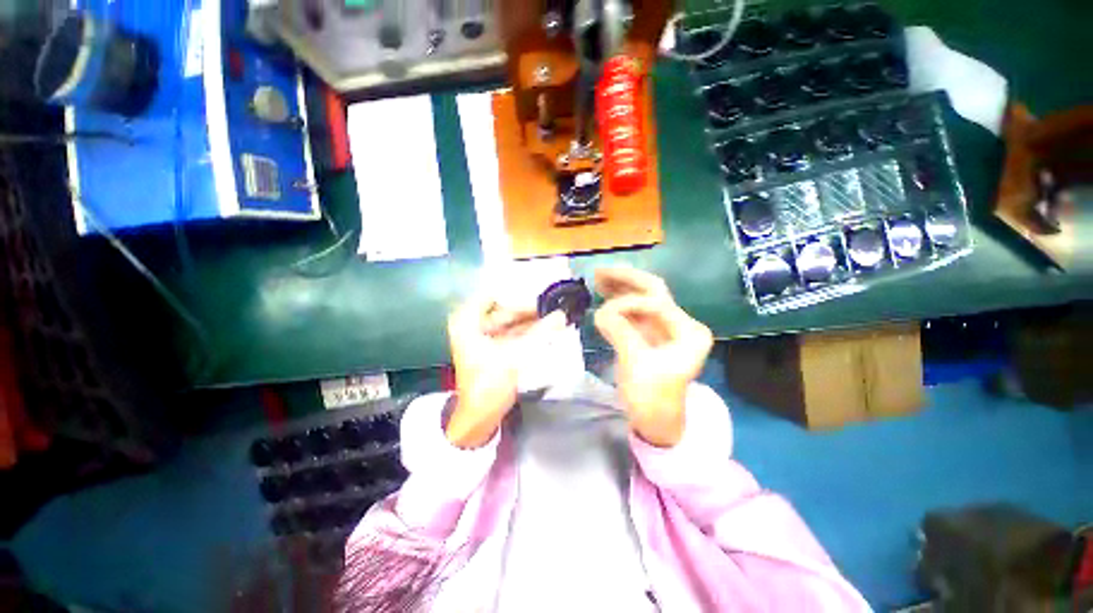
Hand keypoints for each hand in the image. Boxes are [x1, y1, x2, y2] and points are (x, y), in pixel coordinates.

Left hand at [446, 298, 564, 447]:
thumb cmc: (489, 383)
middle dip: (529, 310)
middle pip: (505, 310)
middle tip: (554, 307)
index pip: (493, 295)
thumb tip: (562, 315)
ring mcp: (484, 338)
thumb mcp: (515, 355)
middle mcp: (473, 325)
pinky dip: (529, 332)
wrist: (479, 417)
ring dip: (532, 321)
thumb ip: (540, 333)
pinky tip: (547, 329)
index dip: (516, 295)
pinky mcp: (494, 349)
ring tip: (555, 316)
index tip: (539, 296)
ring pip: (511, 322)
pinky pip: (513, 334)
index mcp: (467, 322)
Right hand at [594, 267, 712, 446]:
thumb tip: (601, 311)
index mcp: (689, 332)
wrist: (657, 421)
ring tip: (599, 278)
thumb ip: (620, 332)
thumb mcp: (636, 365)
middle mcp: (681, 324)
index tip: (604, 313)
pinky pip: (634, 312)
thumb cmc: (653, 399)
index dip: (628, 303)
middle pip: (653, 292)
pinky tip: (604, 296)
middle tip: (601, 272)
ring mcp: (666, 328)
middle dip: (626, 280)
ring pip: (642, 298)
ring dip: (621, 288)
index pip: (657, 302)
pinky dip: (619, 303)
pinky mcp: (651, 335)